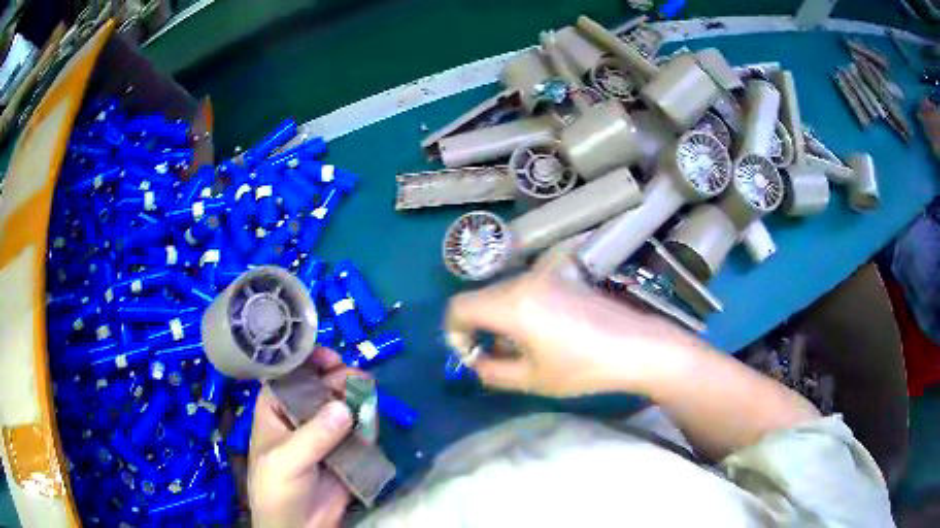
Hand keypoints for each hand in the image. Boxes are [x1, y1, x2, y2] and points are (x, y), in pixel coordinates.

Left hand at [248, 347, 360, 527]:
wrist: (299, 526)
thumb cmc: (277, 488)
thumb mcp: (286, 460)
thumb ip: (314, 435)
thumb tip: (345, 408)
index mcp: (276, 408)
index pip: (290, 375)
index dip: (308, 361)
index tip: (329, 357)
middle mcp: (301, 415)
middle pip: (322, 386)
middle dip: (339, 378)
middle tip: (357, 379)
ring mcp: (325, 432)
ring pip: (343, 405)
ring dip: (357, 397)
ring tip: (368, 395)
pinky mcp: (346, 449)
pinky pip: (359, 429)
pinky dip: (368, 422)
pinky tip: (371, 420)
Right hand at [445, 260, 703, 396]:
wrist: (636, 346)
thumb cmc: (583, 367)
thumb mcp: (532, 379)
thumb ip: (492, 372)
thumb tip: (476, 362)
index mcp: (512, 303)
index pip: (459, 307)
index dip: (454, 334)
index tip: (472, 358)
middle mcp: (524, 280)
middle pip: (480, 299)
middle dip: (478, 329)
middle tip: (495, 359)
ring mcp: (545, 275)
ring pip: (502, 294)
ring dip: (499, 321)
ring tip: (522, 350)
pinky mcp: (562, 278)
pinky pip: (525, 291)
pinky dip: (519, 311)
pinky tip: (543, 335)